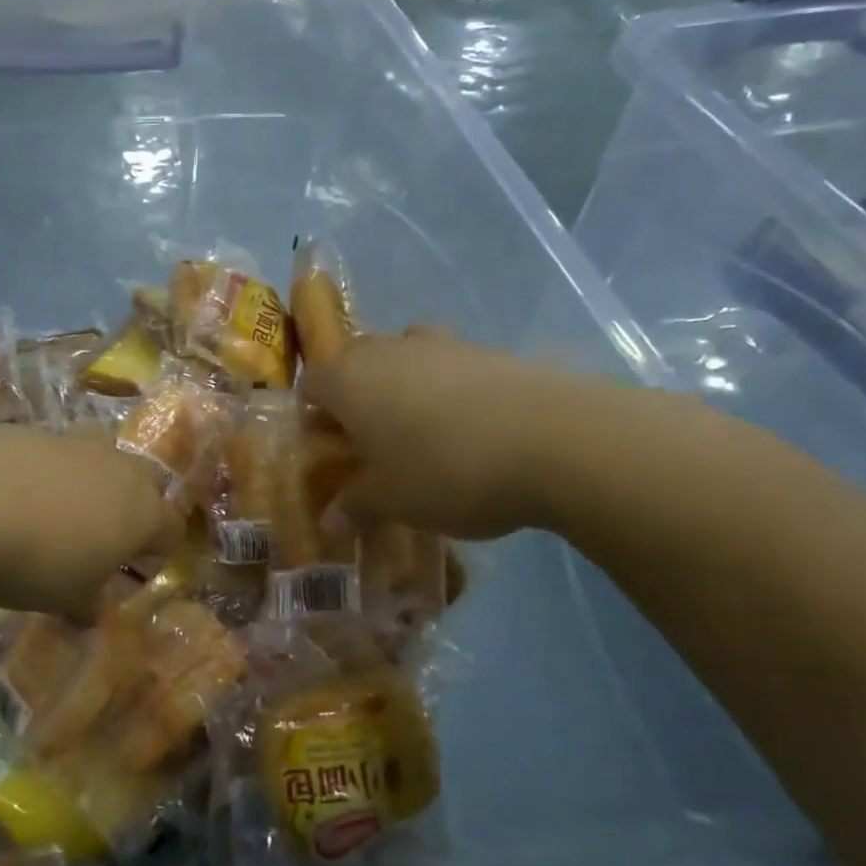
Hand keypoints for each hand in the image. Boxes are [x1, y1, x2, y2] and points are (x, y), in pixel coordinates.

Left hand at [0, 426, 179, 621]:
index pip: (171, 529)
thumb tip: (93, 612)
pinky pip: (58, 451)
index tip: (137, 569)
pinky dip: (50, 469)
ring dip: (92, 479)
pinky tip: (19, 492)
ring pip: (102, 456)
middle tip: (103, 534)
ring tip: (60, 508)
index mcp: (143, 513)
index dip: (159, 551)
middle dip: (132, 505)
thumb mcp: (66, 598)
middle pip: (145, 482)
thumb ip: (87, 604)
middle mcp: (121, 469)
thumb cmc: (39, 560)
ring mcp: (80, 443)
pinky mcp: (39, 430)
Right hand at [298, 329, 602, 541]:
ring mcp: (440, 343)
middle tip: (370, 444)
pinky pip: (448, 365)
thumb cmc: (446, 470)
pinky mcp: (487, 349)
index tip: (328, 447)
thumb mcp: (393, 502)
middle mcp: (386, 349)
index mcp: (348, 379)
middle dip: (355, 398)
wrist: (554, 440)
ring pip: (402, 358)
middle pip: (354, 364)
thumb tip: (329, 522)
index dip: (313, 414)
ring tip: (420, 432)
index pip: (310, 383)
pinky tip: (470, 428)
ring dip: (401, 387)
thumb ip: (355, 507)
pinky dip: (446, 388)